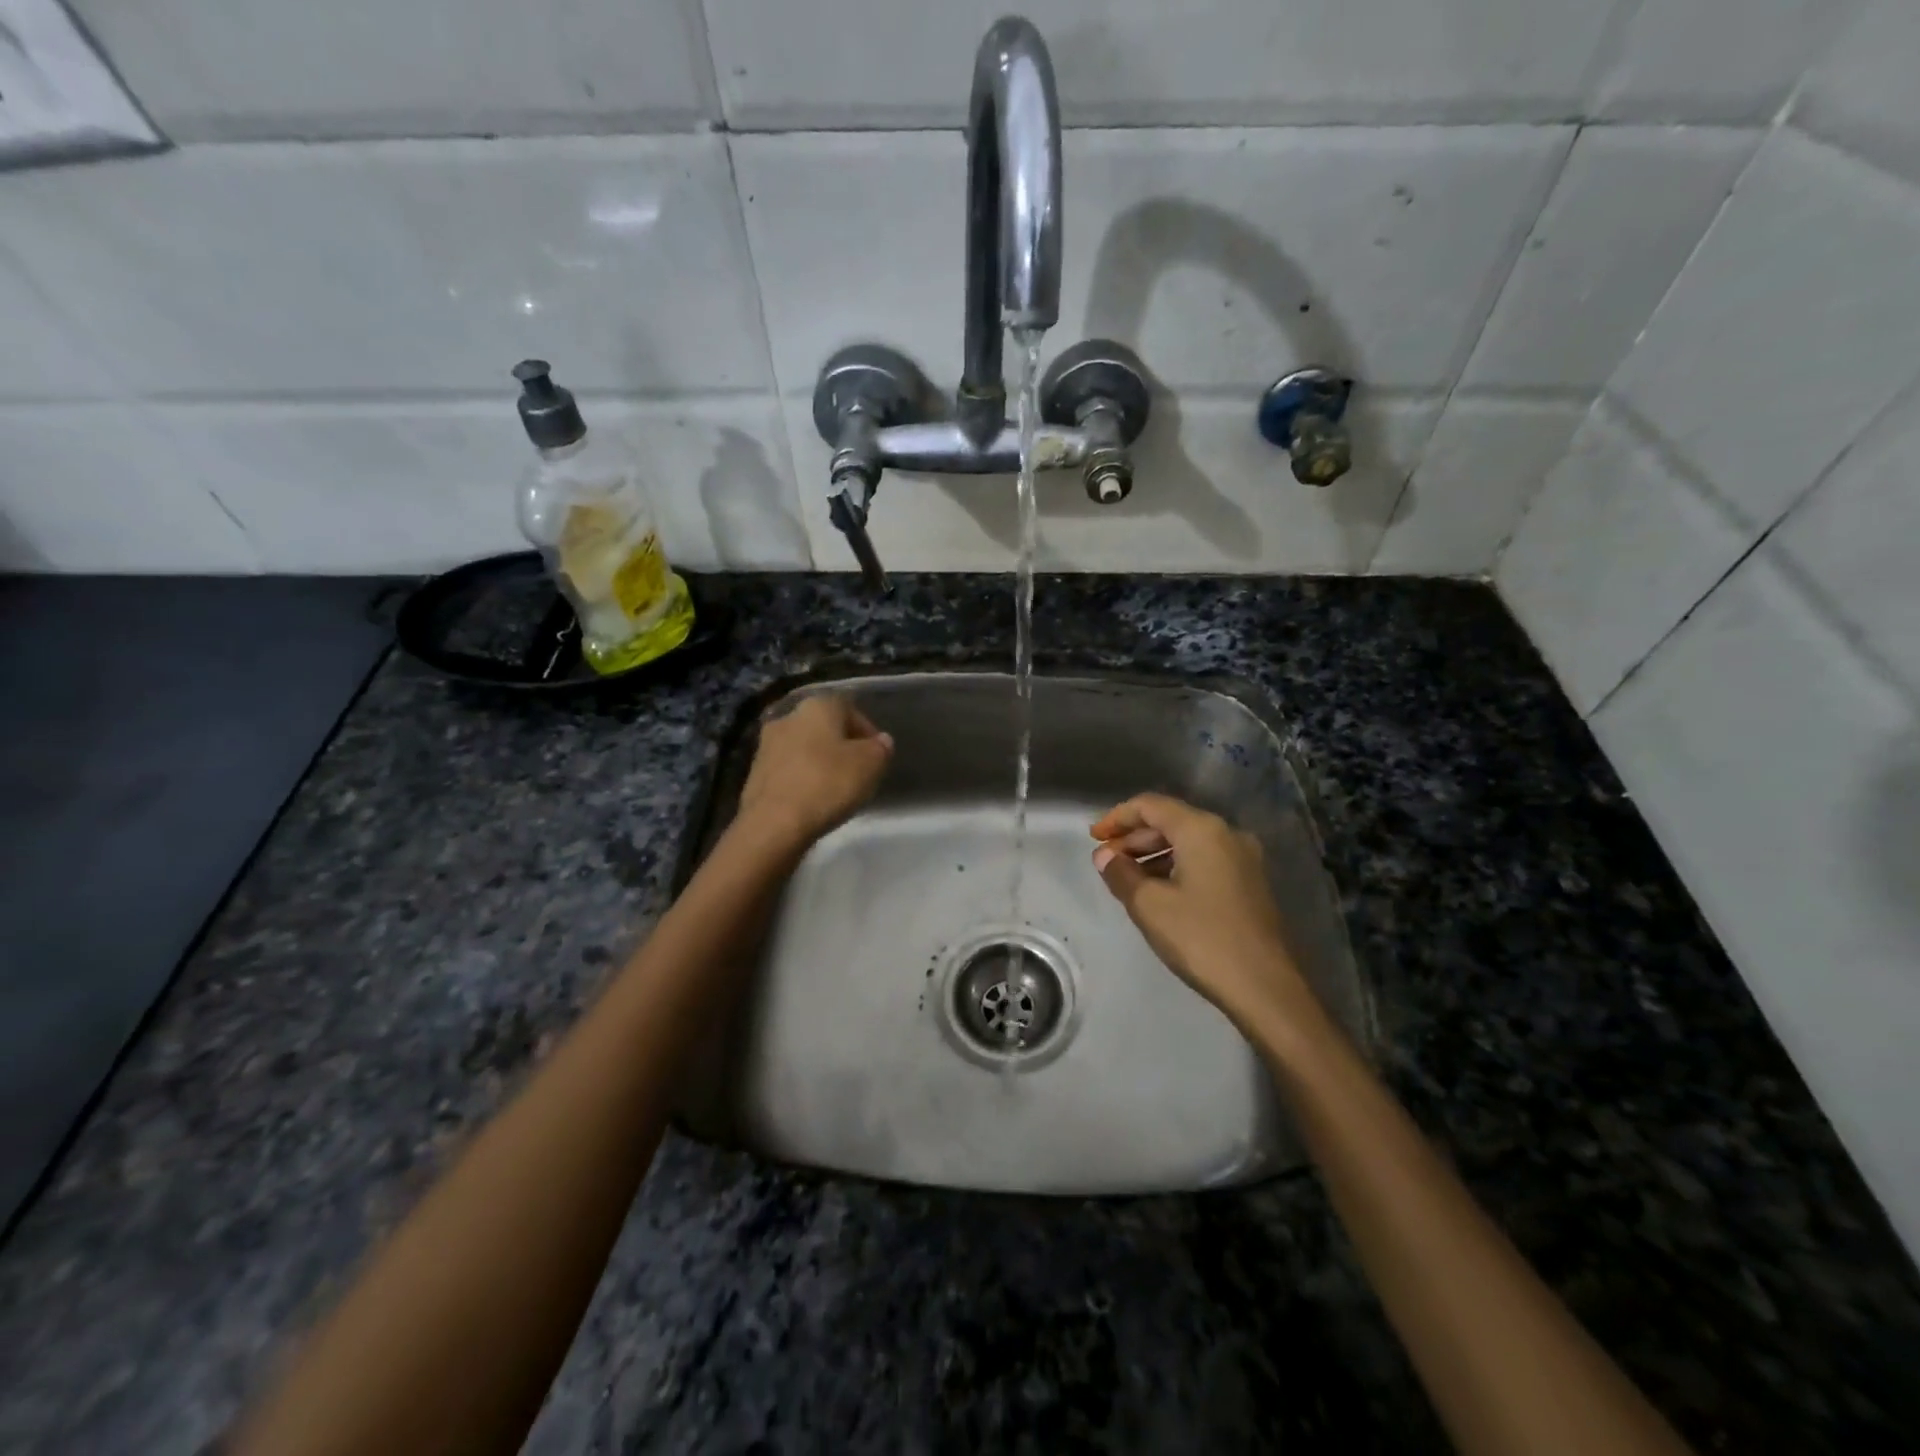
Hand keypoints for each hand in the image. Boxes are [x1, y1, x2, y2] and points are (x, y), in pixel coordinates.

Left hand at [735, 694, 892, 849]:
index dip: (867, 730)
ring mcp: (765, 745)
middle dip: (841, 746)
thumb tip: (881, 741)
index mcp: (817, 706)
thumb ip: (880, 749)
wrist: (772, 824)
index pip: (849, 707)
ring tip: (836, 789)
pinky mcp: (754, 773)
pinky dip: (802, 779)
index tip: (877, 755)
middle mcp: (788, 717)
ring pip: (803, 748)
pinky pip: (788, 770)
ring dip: (820, 762)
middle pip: (823, 727)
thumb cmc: (827, 784)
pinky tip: (812, 800)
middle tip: (858, 771)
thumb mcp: (870, 765)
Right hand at [1091, 793, 1319, 1037]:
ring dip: (1154, 853)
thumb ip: (1121, 873)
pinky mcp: (1250, 882)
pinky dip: (1176, 865)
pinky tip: (1159, 891)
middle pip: (1171, 820)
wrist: (1264, 986)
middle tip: (1106, 861)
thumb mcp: (1149, 905)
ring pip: (1188, 841)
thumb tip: (1105, 856)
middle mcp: (1226, 833)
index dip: (1117, 817)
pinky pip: (1205, 859)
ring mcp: (1243, 858)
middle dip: (1134, 837)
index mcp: (1201, 829)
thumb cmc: (1201, 938)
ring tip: (1127, 878)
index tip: (1093, 838)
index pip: (1150, 805)